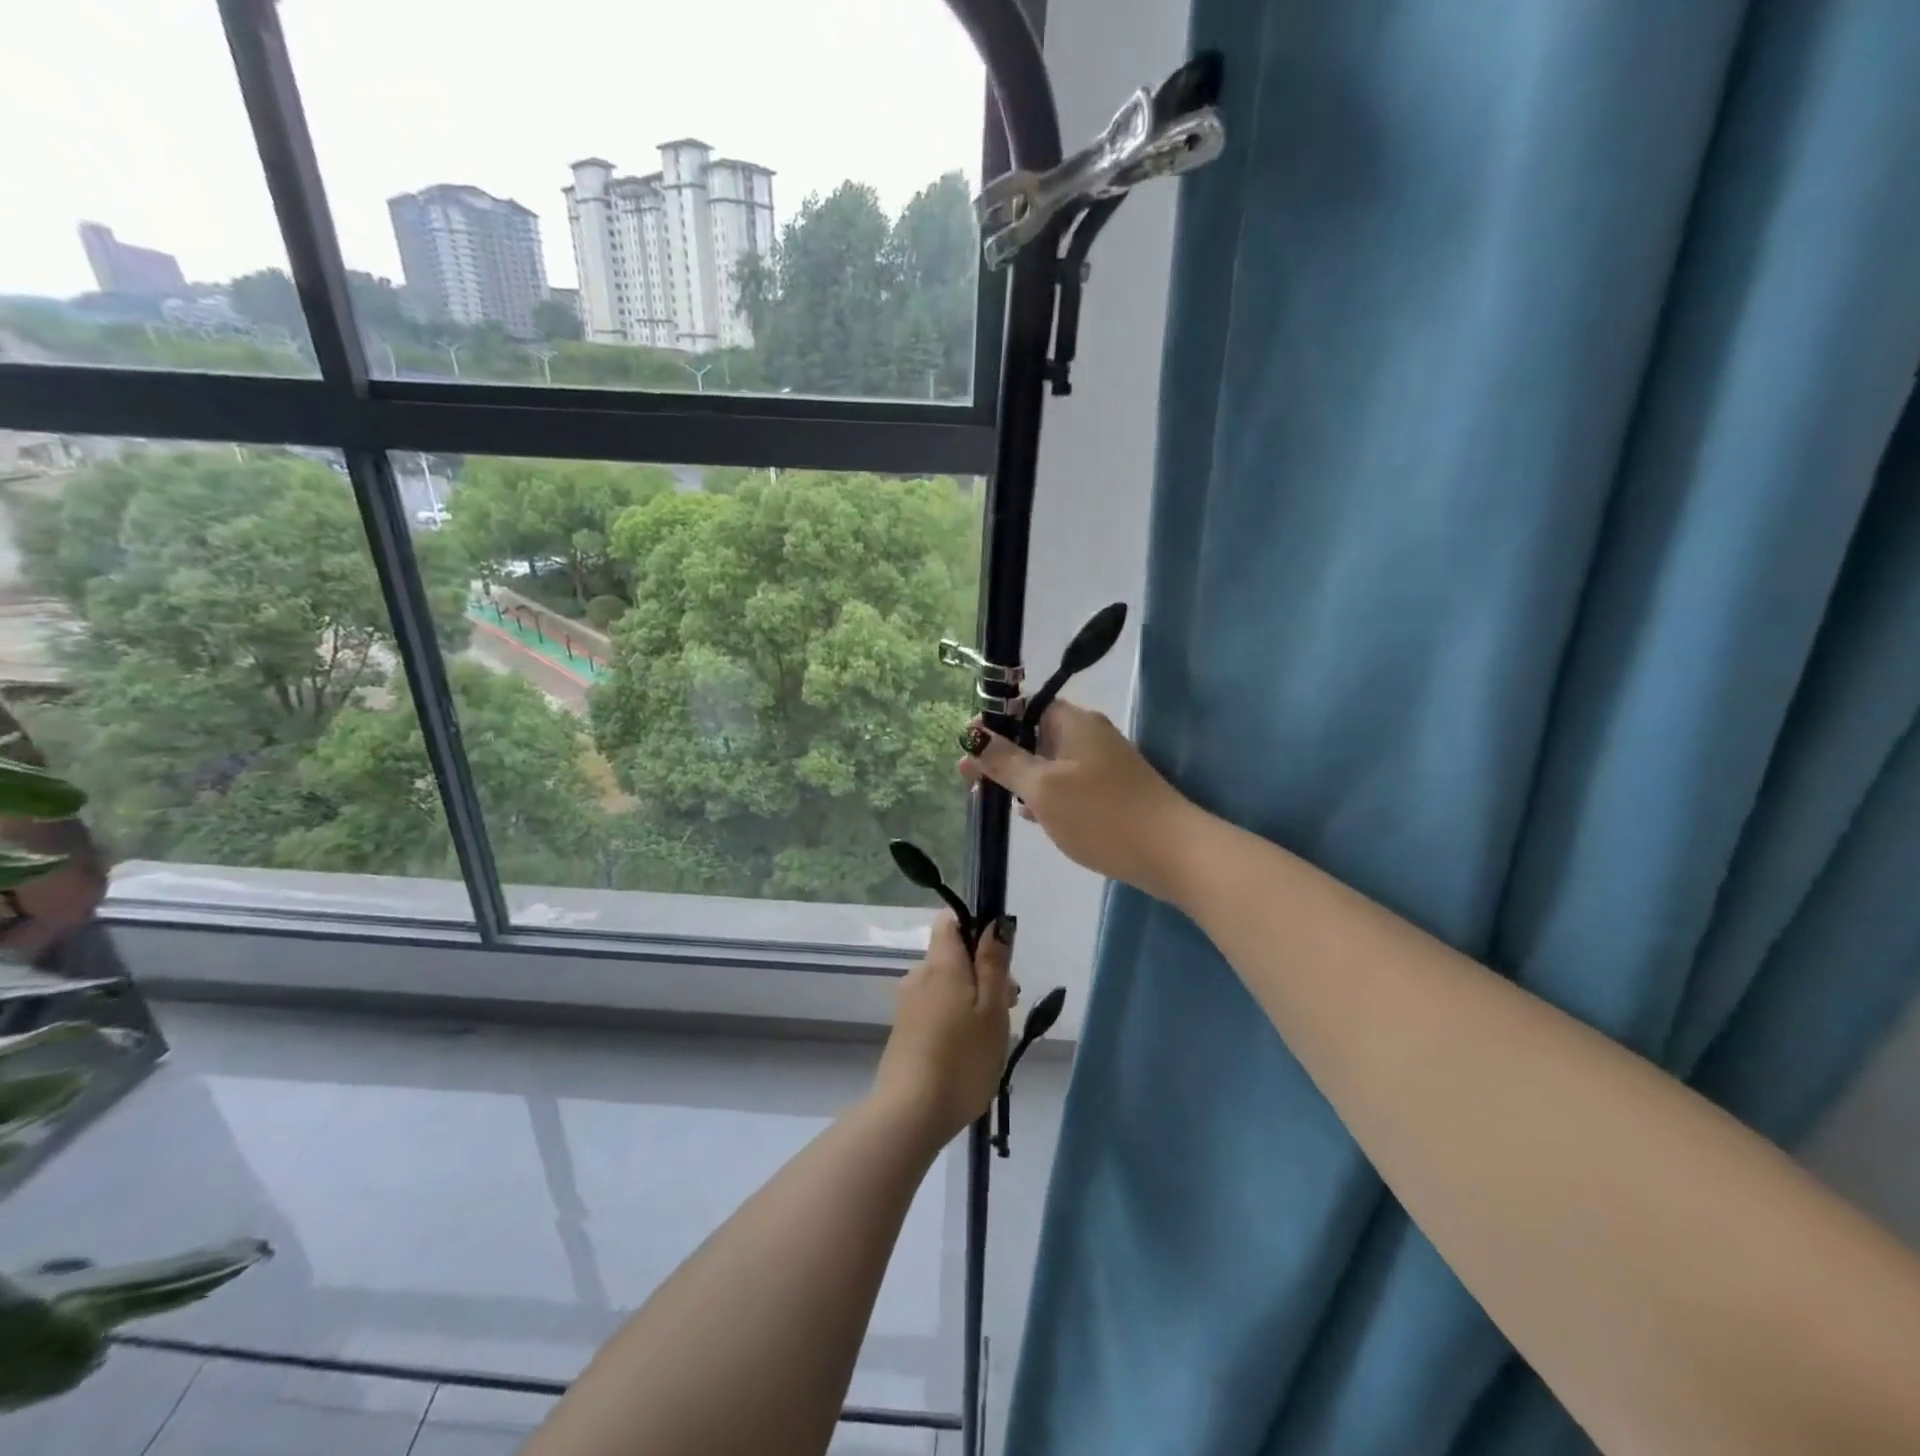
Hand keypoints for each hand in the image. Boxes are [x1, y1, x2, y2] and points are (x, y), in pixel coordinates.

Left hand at [873, 914, 1015, 1145]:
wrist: (909, 1115)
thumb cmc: (962, 1060)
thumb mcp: (992, 1010)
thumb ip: (993, 963)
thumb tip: (994, 921)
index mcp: (941, 964)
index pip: (950, 921)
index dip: (976, 928)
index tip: (999, 959)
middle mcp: (919, 975)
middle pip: (954, 955)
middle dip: (983, 972)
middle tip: (1008, 1009)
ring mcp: (908, 1003)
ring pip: (947, 984)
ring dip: (972, 999)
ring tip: (992, 1038)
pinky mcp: (904, 1029)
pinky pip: (936, 1007)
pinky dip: (955, 1018)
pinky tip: (969, 1051)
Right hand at [959, 701, 1198, 902]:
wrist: (1171, 853)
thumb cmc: (1101, 814)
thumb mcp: (1043, 788)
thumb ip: (1006, 761)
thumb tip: (974, 735)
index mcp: (1074, 722)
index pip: (1027, 706)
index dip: (994, 721)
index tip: (968, 746)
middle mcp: (1089, 735)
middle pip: (1036, 734)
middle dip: (1003, 753)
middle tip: (972, 778)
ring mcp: (1102, 765)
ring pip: (1050, 762)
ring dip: (1022, 777)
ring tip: (993, 798)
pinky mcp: (1110, 793)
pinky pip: (1067, 785)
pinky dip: (1046, 795)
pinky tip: (1030, 816)